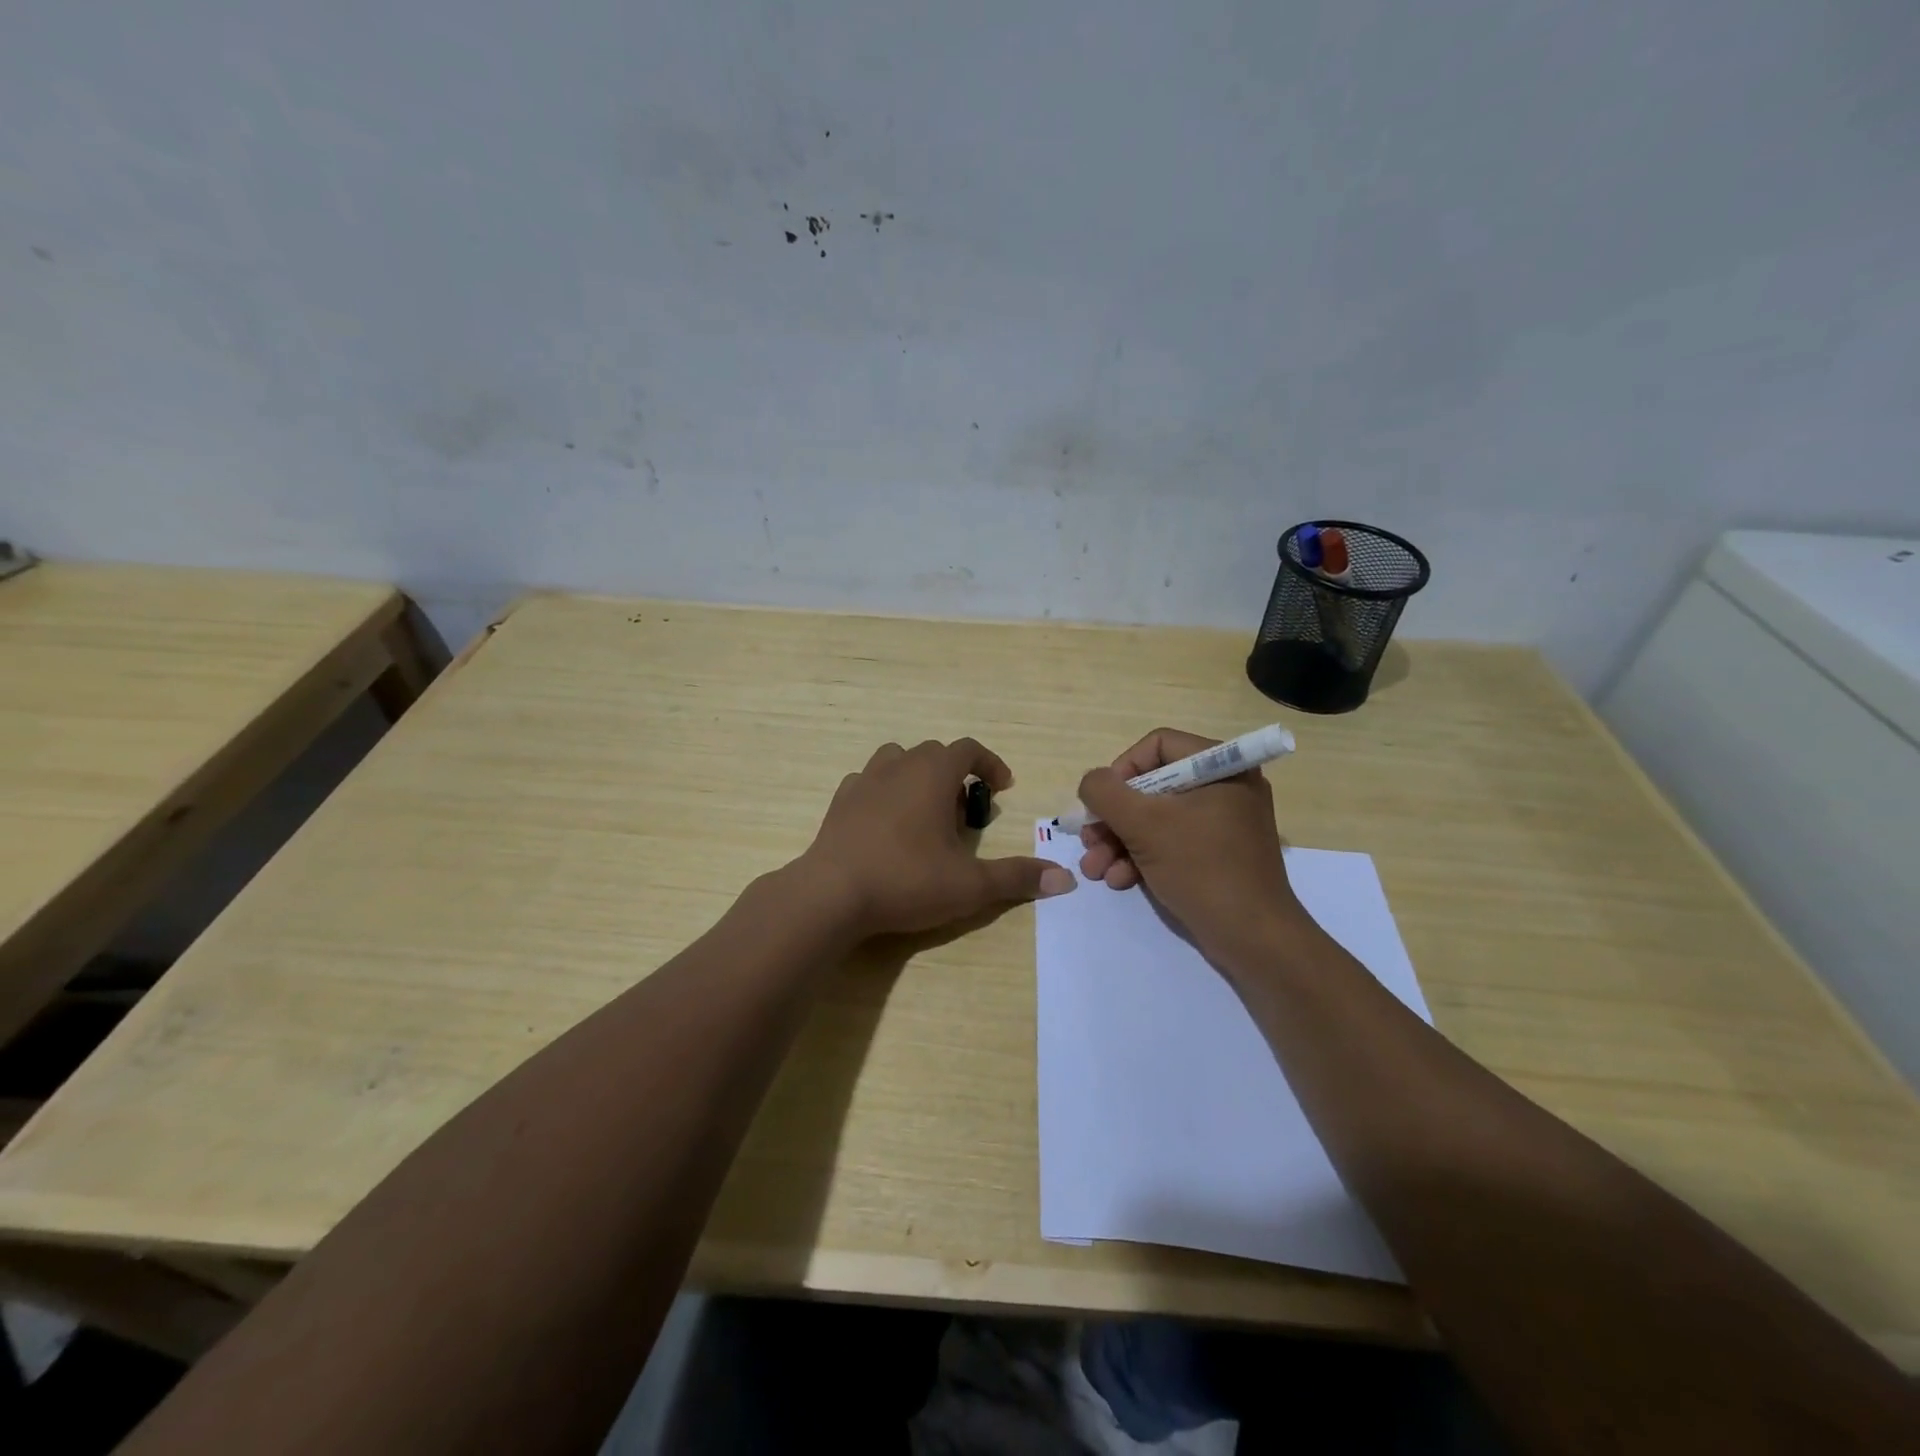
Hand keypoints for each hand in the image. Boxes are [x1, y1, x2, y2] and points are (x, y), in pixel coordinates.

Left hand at [799, 738, 1076, 939]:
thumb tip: (1064, 879)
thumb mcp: (970, 885)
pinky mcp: (839, 802)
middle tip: (965, 815)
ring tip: (925, 814)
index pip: (968, 749)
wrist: (831, 894)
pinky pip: (868, 783)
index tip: (1002, 788)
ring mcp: (863, 781)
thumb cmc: (907, 880)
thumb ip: (1016, 877)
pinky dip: (885, 793)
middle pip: (934, 753)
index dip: (990, 764)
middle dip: (956, 776)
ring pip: (897, 760)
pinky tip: (887, 825)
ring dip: (918, 778)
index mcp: (932, 773)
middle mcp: (898, 765)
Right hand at [1076, 728, 1308, 970]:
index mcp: (1222, 766)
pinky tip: (1119, 880)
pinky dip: (1141, 857)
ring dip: (1118, 842)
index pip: (1157, 745)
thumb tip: (1092, 783)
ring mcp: (1221, 822)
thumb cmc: (1202, 869)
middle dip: (1113, 817)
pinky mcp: (1216, 854)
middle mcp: (1225, 787)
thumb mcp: (1144, 825)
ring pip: (1155, 818)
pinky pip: (1171, 842)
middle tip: (1089, 841)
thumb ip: (1106, 793)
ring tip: (1095, 869)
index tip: (1102, 803)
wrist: (1253, 939)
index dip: (1121, 770)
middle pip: (1151, 786)